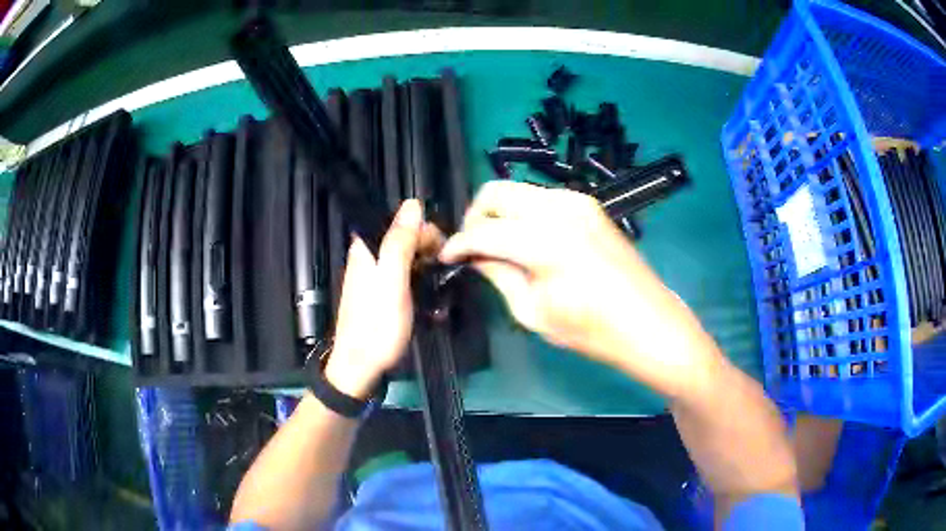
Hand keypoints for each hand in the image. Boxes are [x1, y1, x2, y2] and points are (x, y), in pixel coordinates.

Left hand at [325, 200, 441, 398]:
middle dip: (429, 253)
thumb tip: (413, 203)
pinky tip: (429, 298)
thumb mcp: (393, 281)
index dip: (426, 235)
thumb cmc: (378, 326)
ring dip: (427, 269)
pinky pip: (406, 275)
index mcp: (369, 247)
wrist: (361, 366)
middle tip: (439, 279)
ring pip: (410, 257)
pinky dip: (420, 282)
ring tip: (437, 292)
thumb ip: (400, 242)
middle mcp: (370, 255)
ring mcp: (376, 274)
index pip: (405, 221)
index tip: (440, 258)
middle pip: (408, 238)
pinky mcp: (382, 291)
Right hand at [440, 181, 723, 399]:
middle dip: (475, 216)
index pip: (484, 230)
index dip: (458, 243)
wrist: (649, 323)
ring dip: (500, 212)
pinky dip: (523, 213)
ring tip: (496, 245)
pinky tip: (525, 240)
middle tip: (471, 247)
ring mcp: (578, 201)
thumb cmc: (592, 331)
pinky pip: (541, 198)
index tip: (445, 256)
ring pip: (519, 191)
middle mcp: (560, 208)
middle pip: (496, 192)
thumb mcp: (534, 312)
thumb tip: (474, 256)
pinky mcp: (589, 205)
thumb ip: (498, 275)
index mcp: (545, 240)